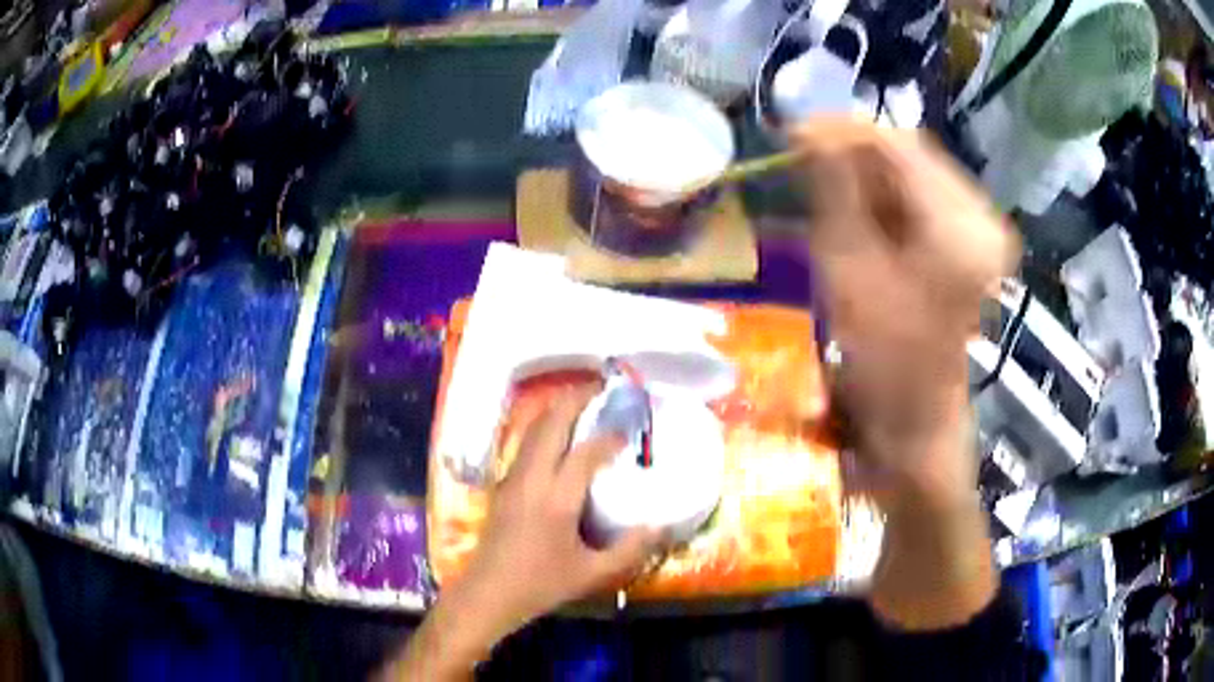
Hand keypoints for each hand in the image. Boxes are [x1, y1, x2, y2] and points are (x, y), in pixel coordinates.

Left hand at [459, 387, 664, 628]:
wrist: (489, 591)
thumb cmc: (541, 584)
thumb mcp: (592, 574)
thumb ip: (630, 550)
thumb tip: (661, 526)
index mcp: (555, 499)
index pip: (584, 453)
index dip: (608, 435)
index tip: (630, 426)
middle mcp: (532, 478)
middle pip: (551, 424)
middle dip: (576, 399)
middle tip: (603, 387)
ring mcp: (513, 478)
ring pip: (534, 429)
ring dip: (558, 408)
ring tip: (584, 399)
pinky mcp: (504, 483)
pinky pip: (526, 441)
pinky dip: (545, 425)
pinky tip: (559, 431)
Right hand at [794, 118, 1018, 509]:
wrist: (916, 421)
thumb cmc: (882, 359)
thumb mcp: (849, 269)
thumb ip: (834, 189)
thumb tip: (808, 129)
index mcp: (959, 227)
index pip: (899, 145)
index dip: (844, 131)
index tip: (792, 132)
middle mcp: (980, 218)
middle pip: (912, 154)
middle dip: (855, 151)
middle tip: (804, 160)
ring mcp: (981, 231)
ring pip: (916, 173)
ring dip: (869, 173)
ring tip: (826, 186)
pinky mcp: (972, 243)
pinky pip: (924, 198)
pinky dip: (887, 196)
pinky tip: (859, 210)